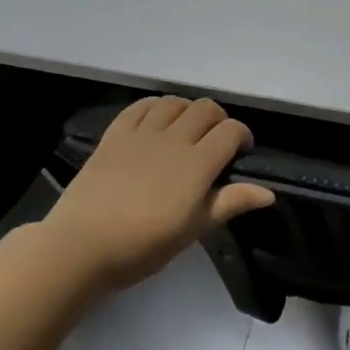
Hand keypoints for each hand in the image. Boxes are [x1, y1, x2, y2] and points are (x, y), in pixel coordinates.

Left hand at [45, 96, 274, 290]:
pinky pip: (140, 106)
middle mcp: (174, 139)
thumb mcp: (193, 230)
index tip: (241, 151)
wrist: (80, 247)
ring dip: (188, 110)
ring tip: (187, 128)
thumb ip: (230, 203)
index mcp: (197, 163)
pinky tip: (157, 119)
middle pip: (206, 109)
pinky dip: (155, 106)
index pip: (231, 131)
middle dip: (218, 119)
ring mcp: (142, 133)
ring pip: (175, 102)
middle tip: (216, 140)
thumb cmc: (143, 246)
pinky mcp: (115, 134)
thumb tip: (269, 193)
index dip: (242, 135)